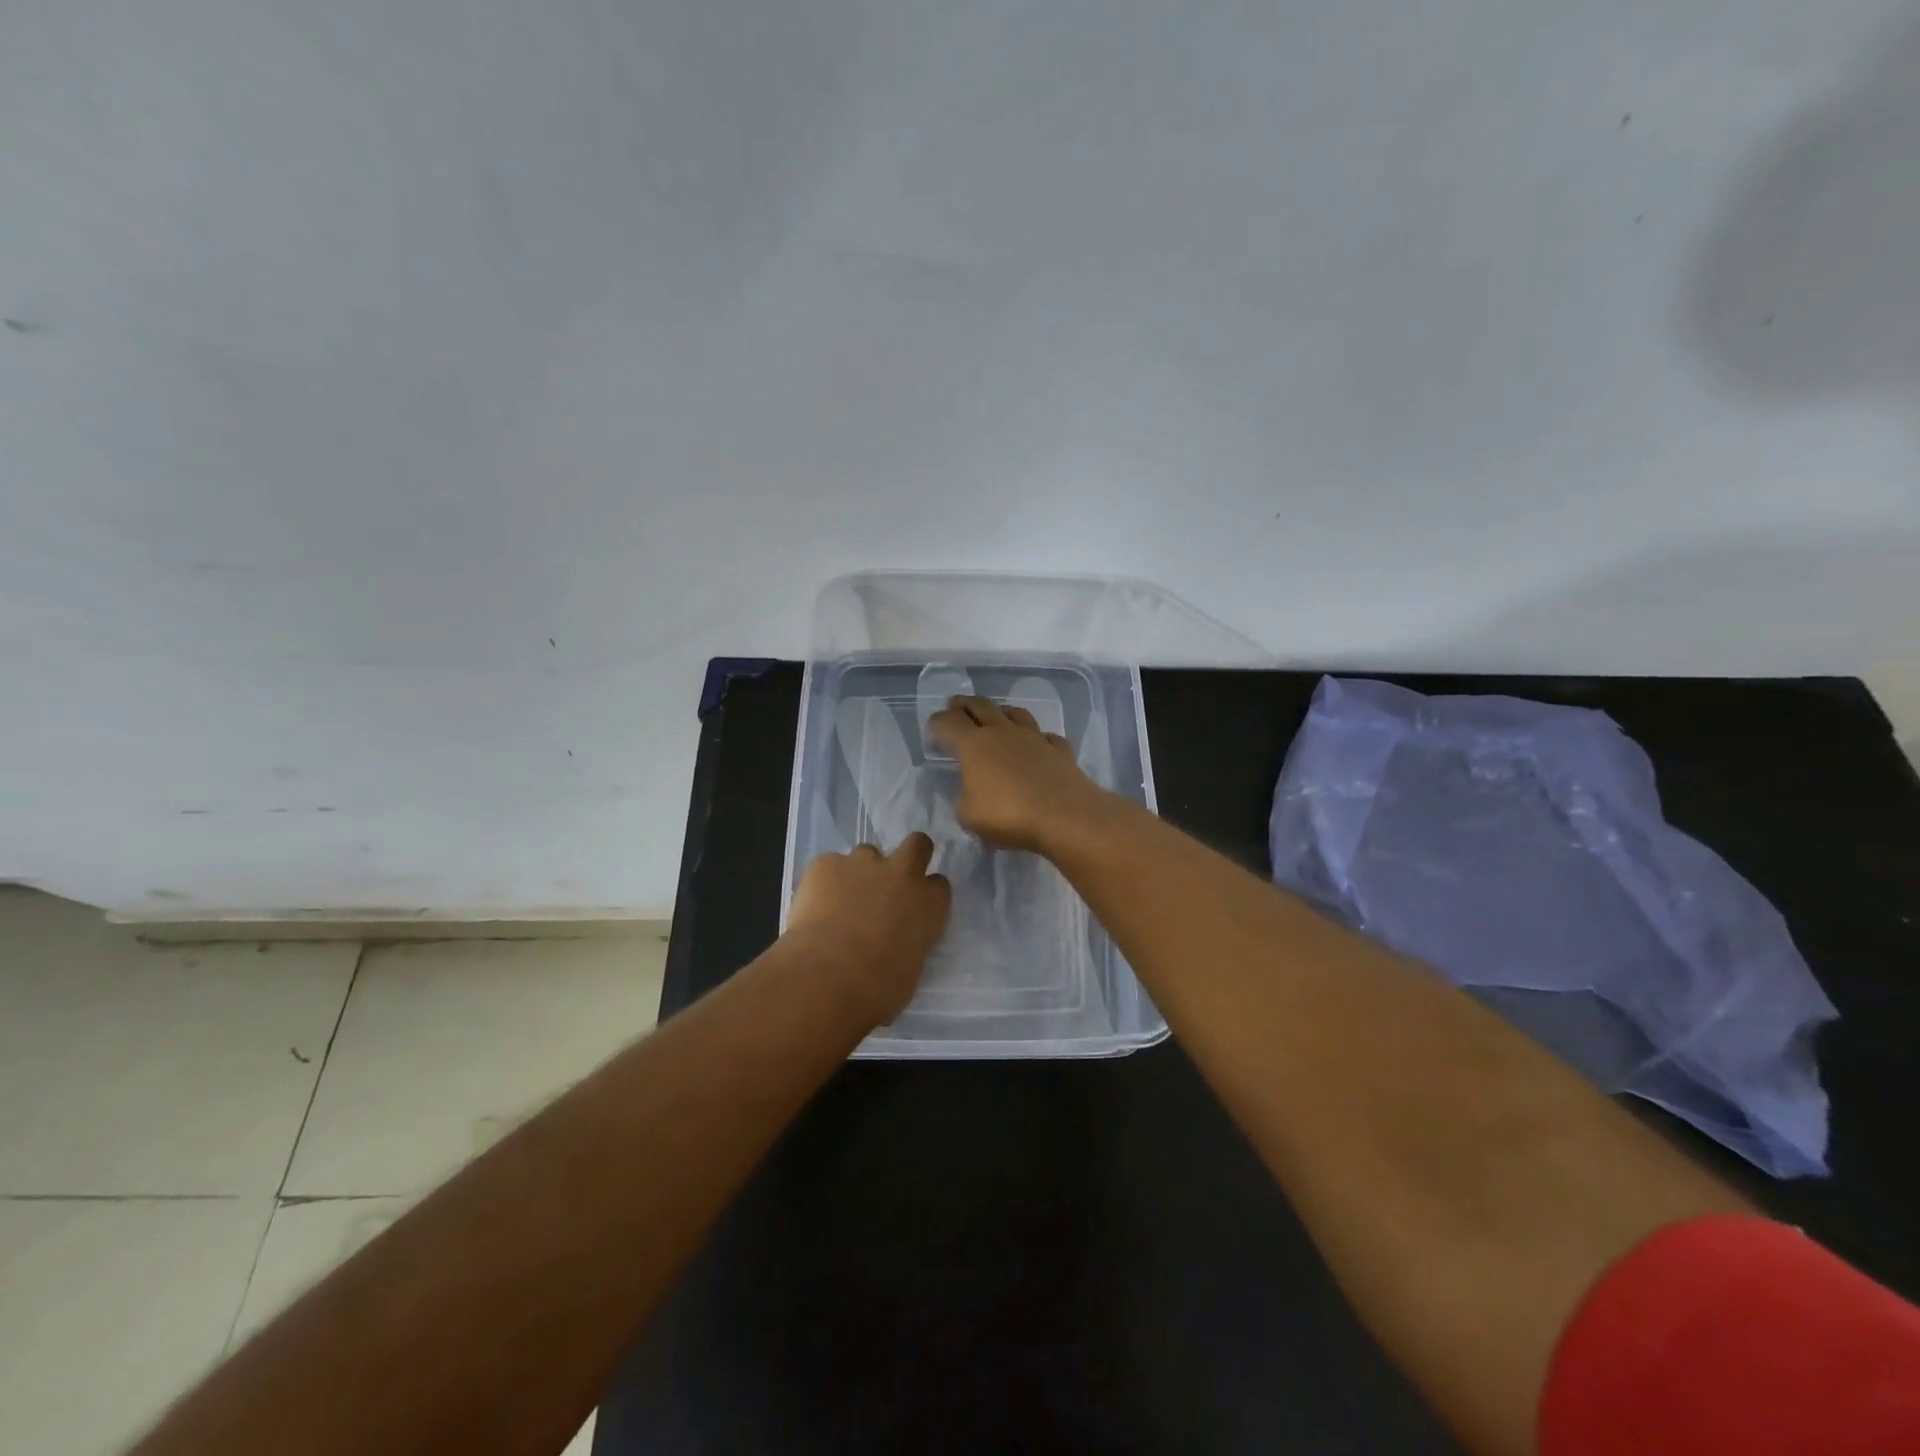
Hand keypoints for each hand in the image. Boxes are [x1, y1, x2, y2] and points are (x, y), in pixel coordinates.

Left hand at [786, 834, 950, 1023]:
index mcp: (928, 904)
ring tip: (840, 901)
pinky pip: (828, 866)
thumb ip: (908, 945)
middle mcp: (902, 874)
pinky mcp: (825, 864)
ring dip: (859, 872)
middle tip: (890, 879)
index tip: (914, 906)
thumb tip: (895, 946)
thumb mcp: (908, 972)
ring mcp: (862, 863)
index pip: (939, 884)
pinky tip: (813, 908)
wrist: (825, 977)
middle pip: (917, 844)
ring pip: (866, 853)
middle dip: (908, 855)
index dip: (926, 893)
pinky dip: (823, 882)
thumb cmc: (876, 990)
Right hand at [926, 695, 1109, 853]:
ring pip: (1015, 713)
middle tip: (955, 705)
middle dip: (964, 704)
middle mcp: (1003, 732)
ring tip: (996, 716)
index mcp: (974, 744)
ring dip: (1001, 712)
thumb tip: (970, 792)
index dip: (938, 722)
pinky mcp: (1059, 751)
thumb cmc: (1008, 815)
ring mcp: (1034, 738)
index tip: (933, 726)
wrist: (1065, 815)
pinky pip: (1045, 737)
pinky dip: (1037, 738)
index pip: (949, 723)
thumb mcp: (969, 815)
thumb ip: (964, 799)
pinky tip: (1037, 744)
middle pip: (981, 706)